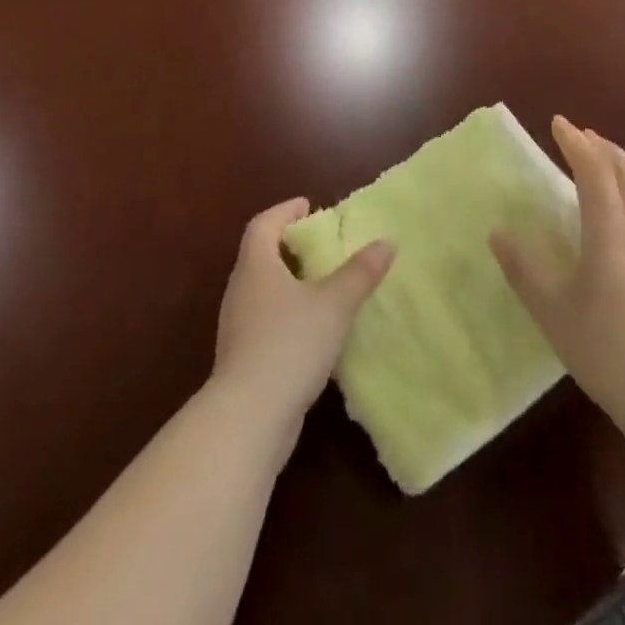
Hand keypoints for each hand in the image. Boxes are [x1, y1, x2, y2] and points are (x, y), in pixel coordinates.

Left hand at [211, 198, 393, 445]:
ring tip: (321, 284)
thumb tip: (386, 242)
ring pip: (262, 290)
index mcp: (257, 266)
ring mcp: (237, 327)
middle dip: (289, 245)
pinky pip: (264, 320)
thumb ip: (361, 272)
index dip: (284, 211)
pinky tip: (311, 328)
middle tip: (320, 244)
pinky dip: (286, 312)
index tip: (307, 205)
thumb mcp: (335, 303)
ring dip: (288, 281)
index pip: (263, 225)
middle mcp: (241, 290)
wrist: (248, 418)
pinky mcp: (242, 359)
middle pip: (260, 255)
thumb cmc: (290, 344)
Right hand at [491, 117, 624, 435]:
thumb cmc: (605, 347)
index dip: (575, 141)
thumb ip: (522, 268)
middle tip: (581, 137)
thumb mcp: (551, 310)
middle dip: (601, 146)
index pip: (592, 167)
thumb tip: (498, 233)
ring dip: (624, 169)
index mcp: (609, 226)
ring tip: (608, 169)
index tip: (558, 123)